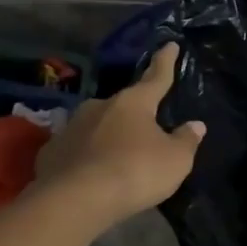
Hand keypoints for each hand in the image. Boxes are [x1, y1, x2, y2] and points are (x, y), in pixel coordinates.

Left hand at [37, 44, 205, 228]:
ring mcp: (71, 127)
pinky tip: (92, 174)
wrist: (76, 200)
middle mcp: (100, 106)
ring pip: (97, 126)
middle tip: (146, 130)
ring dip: (109, 136)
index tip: (170, 45)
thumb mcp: (176, 160)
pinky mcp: (52, 152)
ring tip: (119, 157)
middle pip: (123, 105)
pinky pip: (77, 149)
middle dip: (135, 114)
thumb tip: (195, 125)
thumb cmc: (135, 172)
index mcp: (134, 103)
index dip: (165, 62)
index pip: (156, 77)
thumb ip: (186, 140)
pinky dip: (87, 157)